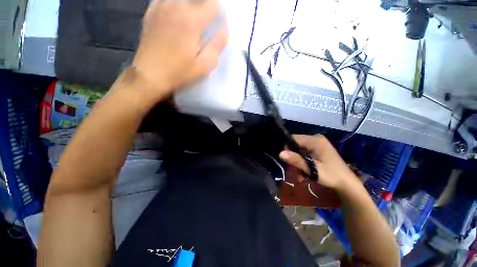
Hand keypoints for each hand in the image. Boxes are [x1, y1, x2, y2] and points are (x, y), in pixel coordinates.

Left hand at [132, 0, 227, 95]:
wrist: (149, 75)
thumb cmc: (179, 72)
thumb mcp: (204, 65)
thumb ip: (217, 46)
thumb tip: (225, 30)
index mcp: (191, 20)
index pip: (212, 4)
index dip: (219, 12)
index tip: (219, 23)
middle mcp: (175, 6)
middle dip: (206, 6)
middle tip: (207, 21)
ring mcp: (161, 6)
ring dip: (192, 5)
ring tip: (195, 19)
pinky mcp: (151, 11)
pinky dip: (177, 4)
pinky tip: (178, 15)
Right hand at [279, 135, 359, 190]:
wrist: (347, 184)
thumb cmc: (331, 176)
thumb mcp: (312, 169)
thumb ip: (296, 160)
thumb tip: (280, 153)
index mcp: (315, 140)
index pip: (294, 138)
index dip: (288, 148)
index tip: (287, 160)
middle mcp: (316, 139)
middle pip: (296, 145)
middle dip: (294, 158)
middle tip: (295, 170)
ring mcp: (317, 144)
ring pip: (300, 150)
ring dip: (298, 163)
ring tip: (301, 176)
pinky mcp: (318, 149)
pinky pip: (305, 153)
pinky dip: (304, 162)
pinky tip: (305, 174)